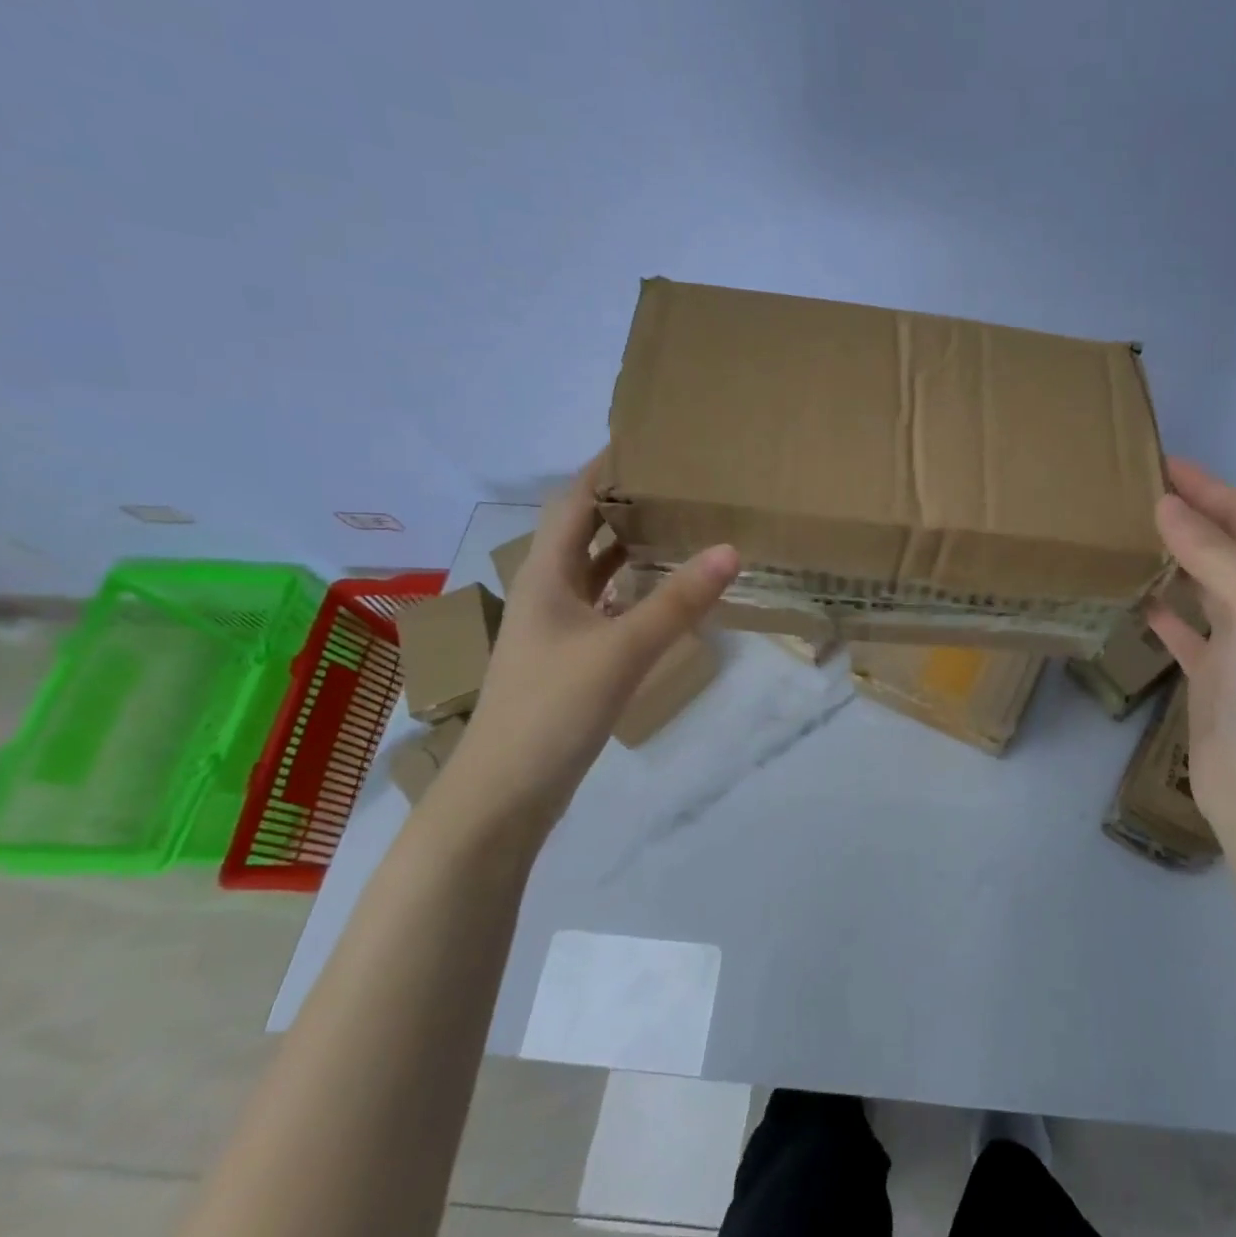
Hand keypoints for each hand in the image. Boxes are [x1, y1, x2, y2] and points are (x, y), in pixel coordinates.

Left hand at [444, 453, 739, 826]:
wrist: (504, 795)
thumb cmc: (553, 709)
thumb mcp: (622, 650)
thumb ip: (677, 601)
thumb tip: (731, 548)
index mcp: (545, 575)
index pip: (573, 501)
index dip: (604, 467)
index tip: (647, 441)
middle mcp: (546, 592)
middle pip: (583, 531)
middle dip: (623, 503)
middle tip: (677, 482)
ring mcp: (555, 628)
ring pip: (594, 571)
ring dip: (629, 546)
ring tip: (678, 525)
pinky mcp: (569, 659)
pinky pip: (605, 606)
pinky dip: (632, 591)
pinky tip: (664, 593)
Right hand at [1146, 459, 1235, 832]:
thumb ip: (1213, 553)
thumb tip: (1167, 505)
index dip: (1211, 486)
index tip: (1163, 462)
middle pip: (1225, 544)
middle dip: (1191, 513)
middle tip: (1139, 493)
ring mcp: (1235, 644)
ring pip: (1202, 583)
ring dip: (1174, 556)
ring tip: (1131, 534)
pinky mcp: (1208, 676)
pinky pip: (1183, 629)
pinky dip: (1162, 608)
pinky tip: (1135, 599)